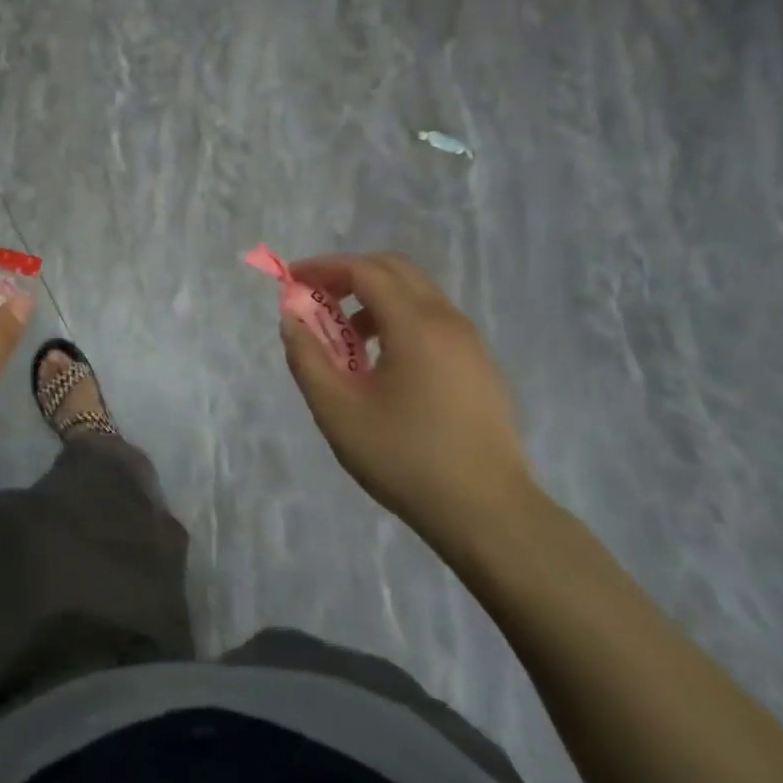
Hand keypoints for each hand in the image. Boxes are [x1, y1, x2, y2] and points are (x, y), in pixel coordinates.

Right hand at [278, 253, 536, 546]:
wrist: (489, 514)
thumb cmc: (405, 458)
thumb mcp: (337, 411)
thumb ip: (307, 357)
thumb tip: (292, 319)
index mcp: (415, 324)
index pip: (364, 270)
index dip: (323, 268)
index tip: (292, 281)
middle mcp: (447, 320)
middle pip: (394, 270)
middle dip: (349, 274)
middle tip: (318, 299)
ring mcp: (470, 343)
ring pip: (416, 294)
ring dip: (375, 299)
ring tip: (347, 339)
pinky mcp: (480, 366)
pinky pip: (434, 320)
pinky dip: (400, 319)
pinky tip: (384, 364)